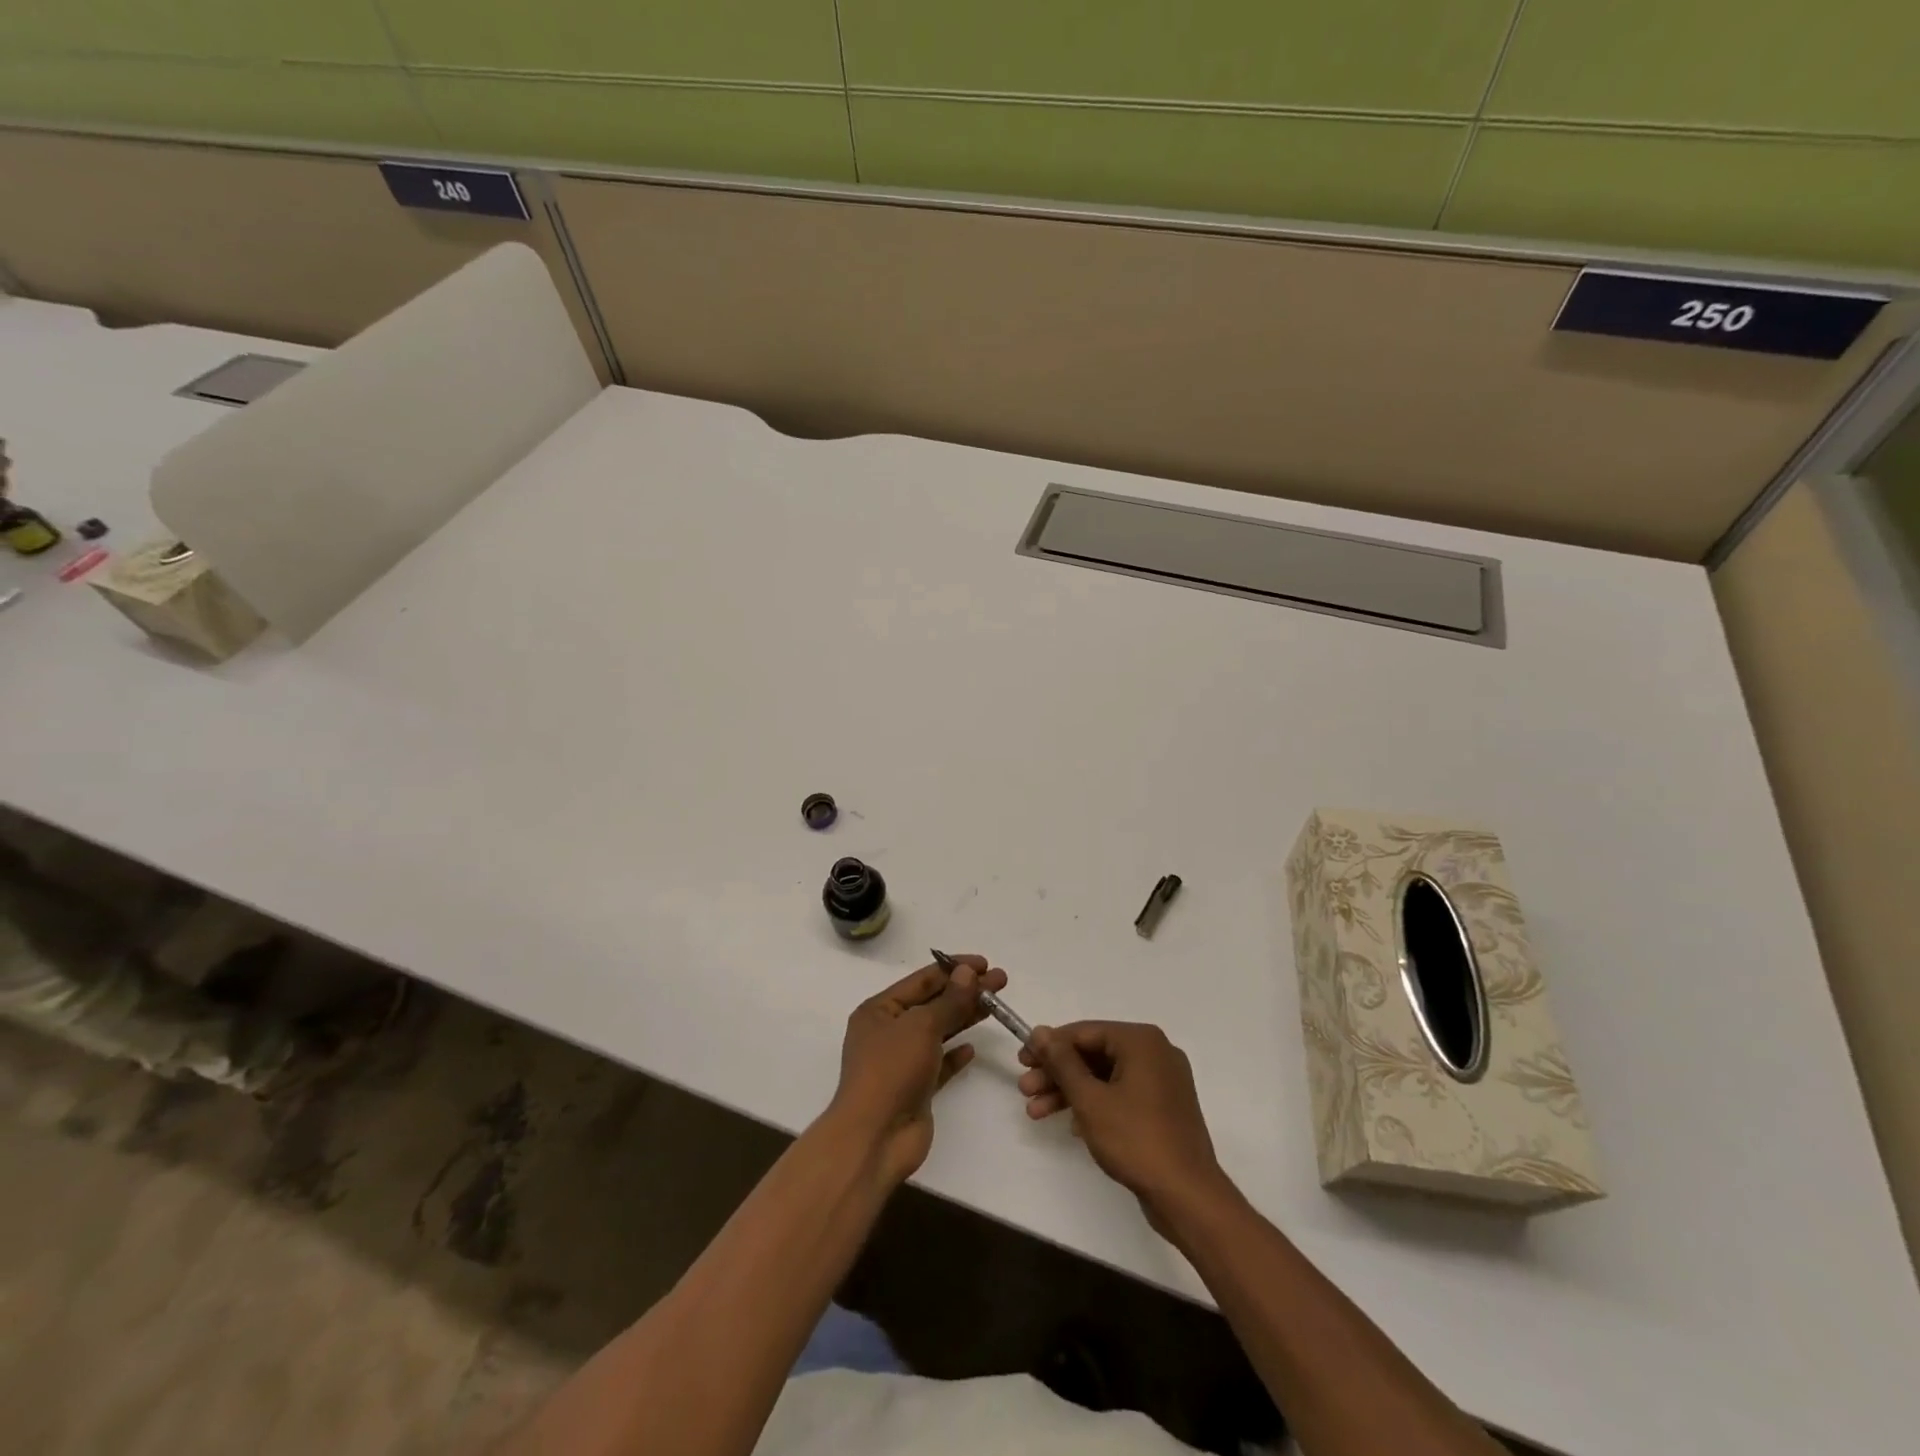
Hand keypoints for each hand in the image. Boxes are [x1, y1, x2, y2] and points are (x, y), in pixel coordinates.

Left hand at [828, 955, 1007, 1185]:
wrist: (876, 1137)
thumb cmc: (892, 1070)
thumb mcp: (922, 1026)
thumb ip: (949, 1000)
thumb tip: (968, 972)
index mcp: (879, 1010)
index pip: (922, 979)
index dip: (954, 969)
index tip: (985, 964)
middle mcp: (888, 1032)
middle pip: (933, 1003)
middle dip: (966, 992)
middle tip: (1001, 982)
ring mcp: (902, 1061)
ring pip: (939, 1031)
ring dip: (965, 1017)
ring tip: (996, 1006)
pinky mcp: (916, 1088)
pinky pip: (939, 1064)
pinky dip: (955, 1054)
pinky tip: (972, 1048)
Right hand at [1019, 1021, 1231, 1225]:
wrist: (1188, 1196)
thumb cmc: (1135, 1139)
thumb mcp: (1090, 1099)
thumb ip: (1062, 1062)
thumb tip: (1039, 1032)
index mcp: (1141, 1041)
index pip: (1084, 1032)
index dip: (1049, 1046)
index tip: (1022, 1061)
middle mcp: (1155, 1052)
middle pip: (1094, 1054)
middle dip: (1057, 1073)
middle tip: (1025, 1089)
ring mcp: (1163, 1081)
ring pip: (1105, 1077)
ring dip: (1070, 1092)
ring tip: (1035, 1112)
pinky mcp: (1164, 1108)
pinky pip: (1121, 1094)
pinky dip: (1095, 1105)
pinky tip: (1069, 1125)